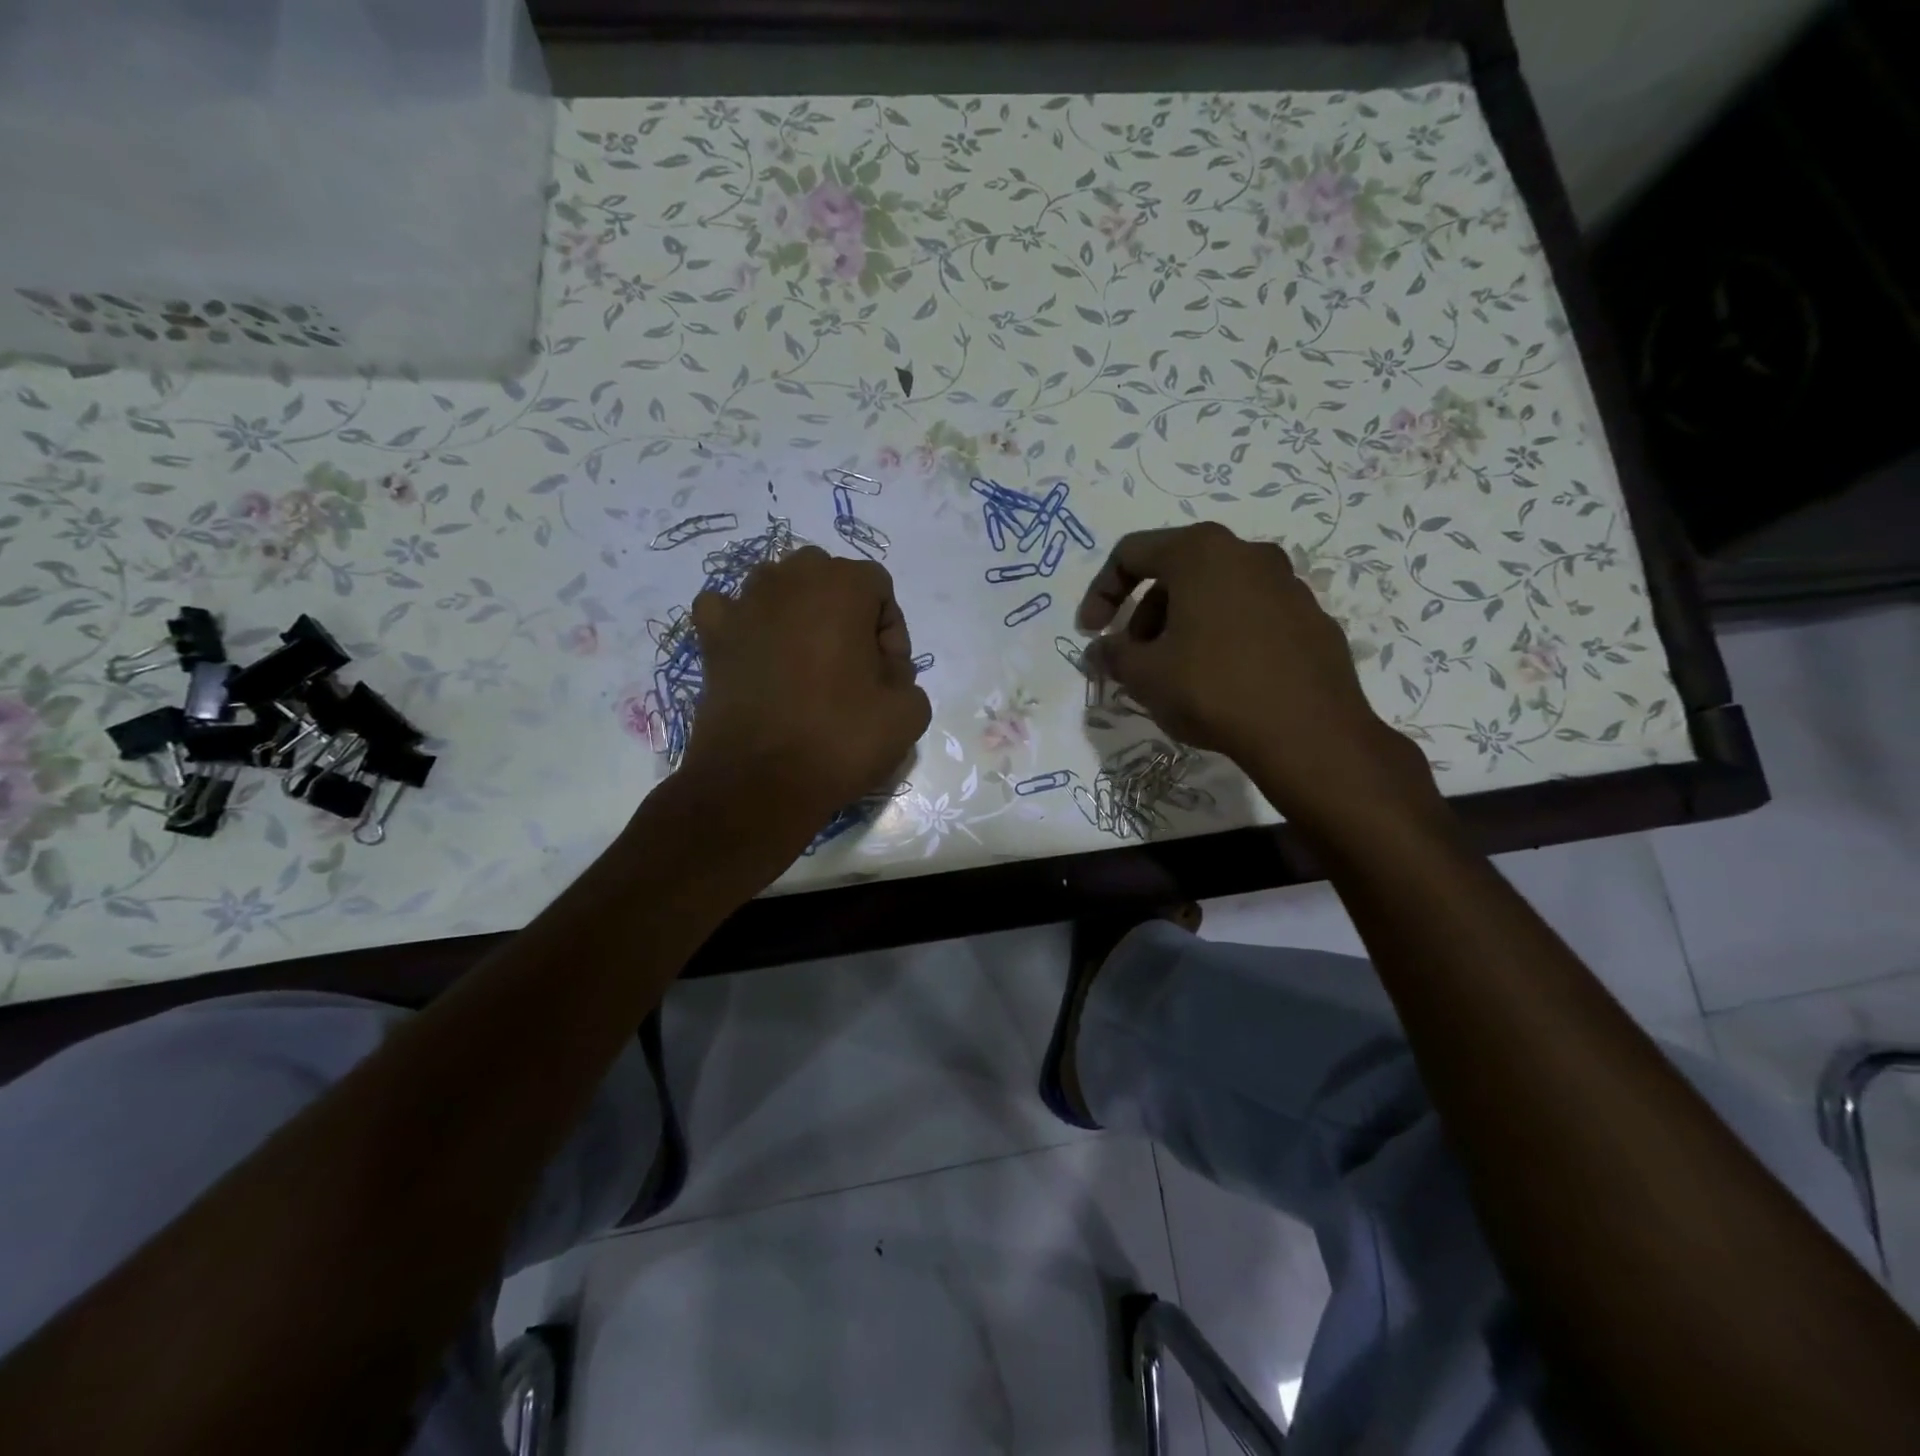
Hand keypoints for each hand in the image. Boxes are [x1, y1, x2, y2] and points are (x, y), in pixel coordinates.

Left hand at [682, 546, 931, 837]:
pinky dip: (744, 624)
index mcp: (842, 585)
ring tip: (806, 664)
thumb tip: (881, 671)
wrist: (759, 783)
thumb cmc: (839, 740)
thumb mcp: (909, 712)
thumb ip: (907, 675)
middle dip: (846, 615)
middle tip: (852, 668)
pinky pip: (728, 610)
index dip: (891, 632)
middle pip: (830, 579)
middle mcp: (789, 579)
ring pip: (780, 588)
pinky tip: (755, 652)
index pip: (880, 588)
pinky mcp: (711, 636)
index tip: (887, 676)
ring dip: (799, 615)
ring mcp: (743, 604)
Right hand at [1078, 522, 1439, 827]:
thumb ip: (1112, 655)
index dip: (1100, 593)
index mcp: (1201, 552)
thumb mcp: (1145, 675)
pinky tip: (1221, 681)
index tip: (1091, 633)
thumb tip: (1099, 651)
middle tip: (1135, 659)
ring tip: (1175, 674)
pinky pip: (1250, 616)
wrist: (1308, 732)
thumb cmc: (1213, 689)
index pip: (1131, 553)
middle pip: (1176, 571)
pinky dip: (1223, 637)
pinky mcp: (1311, 617)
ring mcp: (1287, 584)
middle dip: (1145, 614)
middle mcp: (1247, 554)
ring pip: (1215, 593)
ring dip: (1182, 625)